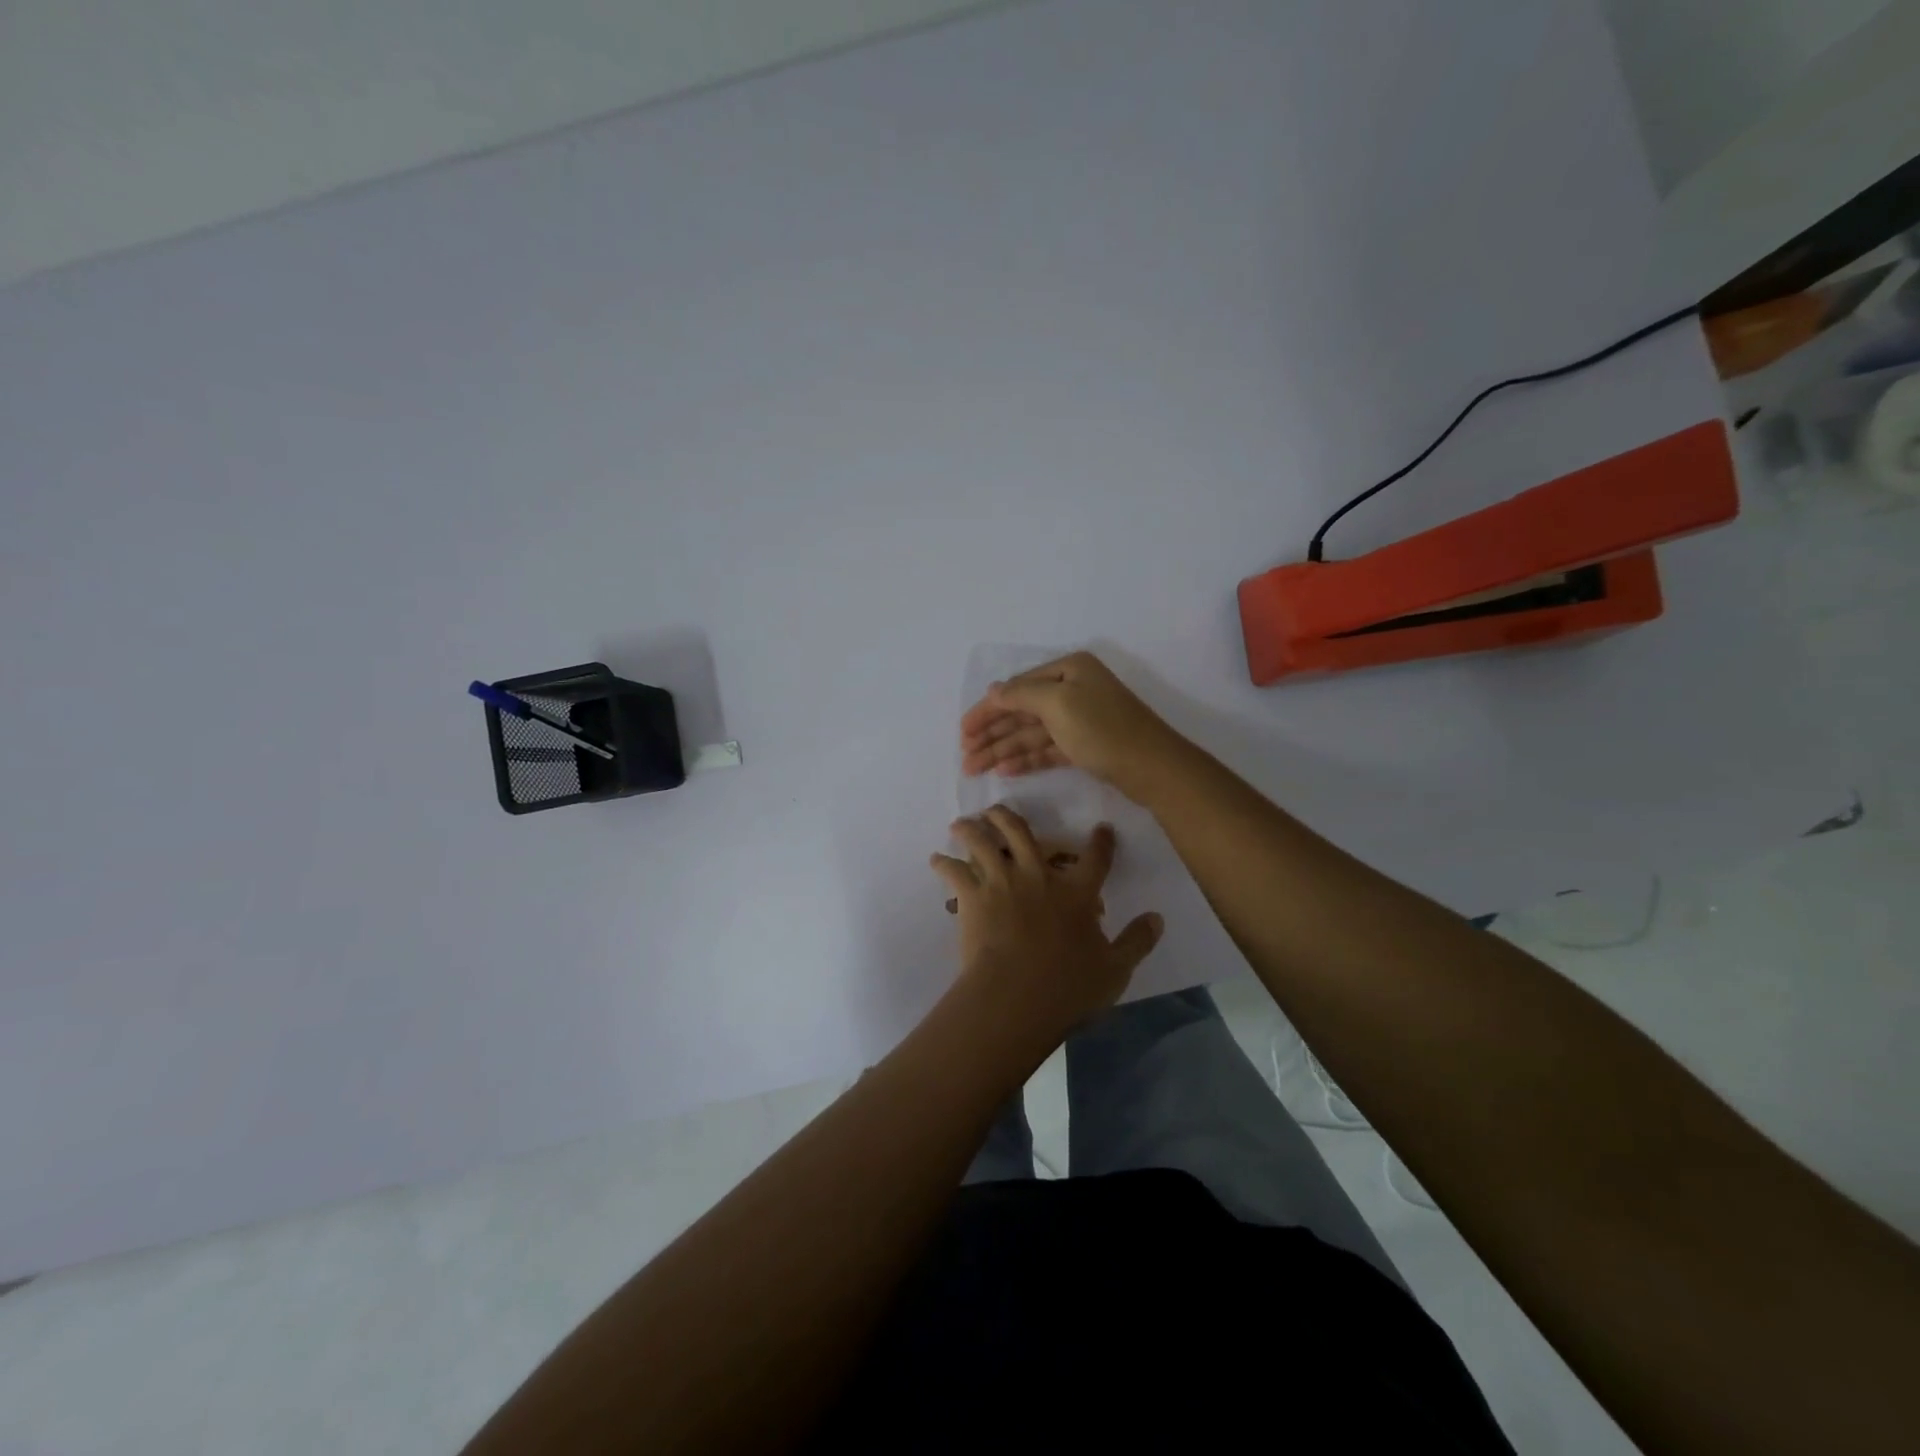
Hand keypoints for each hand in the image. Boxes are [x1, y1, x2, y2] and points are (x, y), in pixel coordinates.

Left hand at [931, 806, 1162, 1047]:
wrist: (1015, 997)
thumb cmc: (1068, 987)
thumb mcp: (1115, 969)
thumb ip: (1137, 941)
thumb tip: (1158, 918)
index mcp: (1076, 892)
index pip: (1095, 858)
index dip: (1101, 841)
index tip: (1102, 828)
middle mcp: (1038, 876)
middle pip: (1023, 833)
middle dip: (1009, 817)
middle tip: (998, 810)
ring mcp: (1002, 882)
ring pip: (983, 842)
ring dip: (972, 829)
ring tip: (962, 824)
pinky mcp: (973, 897)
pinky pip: (954, 872)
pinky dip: (943, 863)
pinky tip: (936, 859)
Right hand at [959, 651, 1186, 802]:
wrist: (1153, 767)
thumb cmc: (1102, 729)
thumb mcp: (1057, 703)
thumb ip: (1020, 694)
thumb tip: (993, 690)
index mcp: (1067, 670)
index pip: (1015, 688)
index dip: (987, 710)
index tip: (963, 732)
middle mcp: (1072, 689)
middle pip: (1021, 711)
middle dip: (992, 734)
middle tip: (965, 757)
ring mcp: (1079, 718)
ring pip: (1032, 733)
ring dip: (1003, 750)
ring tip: (975, 769)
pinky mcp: (1085, 745)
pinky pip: (1047, 749)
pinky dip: (1026, 759)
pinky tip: (1005, 771)